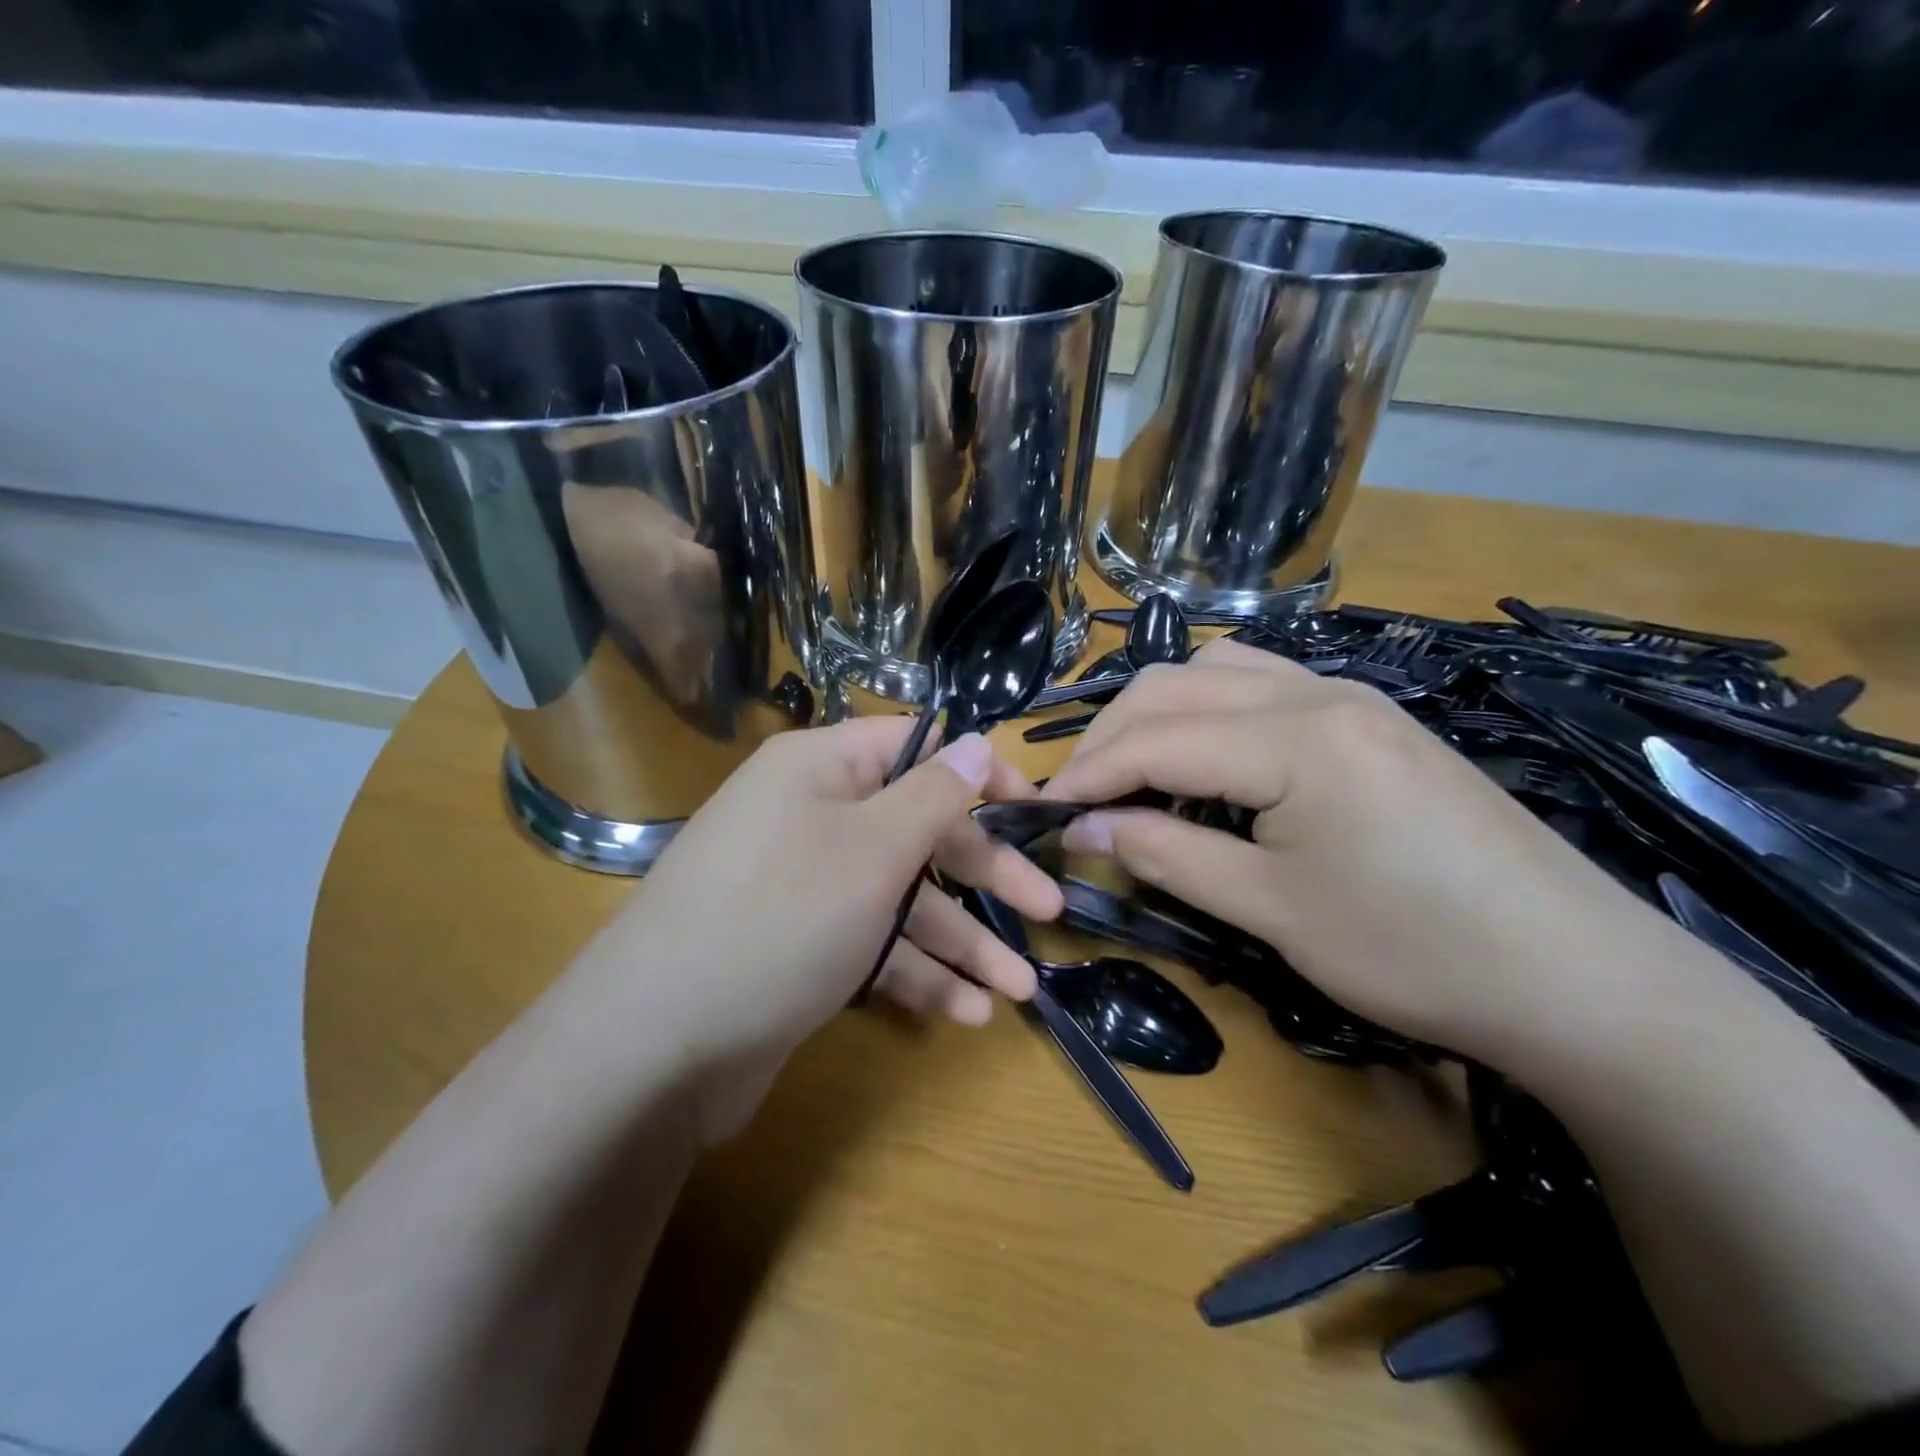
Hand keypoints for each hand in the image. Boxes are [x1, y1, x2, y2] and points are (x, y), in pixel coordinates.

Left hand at [565, 719, 1061, 1078]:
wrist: (656, 1045)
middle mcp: (810, 816)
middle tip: (1049, 909)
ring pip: (899, 898)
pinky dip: (915, 973)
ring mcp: (803, 885)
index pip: (916, 746)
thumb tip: (978, 739)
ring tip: (1019, 989)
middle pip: (916, 830)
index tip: (1032, 809)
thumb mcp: (873, 848)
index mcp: (820, 769)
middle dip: (985, 874)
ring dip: (960, 941)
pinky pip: (870, 943)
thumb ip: (935, 794)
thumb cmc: (781, 918)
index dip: (977, 773)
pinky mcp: (799, 945)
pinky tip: (965, 1012)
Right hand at [1040, 639, 1666, 1063]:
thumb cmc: (1415, 950)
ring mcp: (1351, 697)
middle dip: (1112, 735)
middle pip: (1177, 686)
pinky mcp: (1371, 718)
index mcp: (1295, 737)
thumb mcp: (1271, 910)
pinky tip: (1205, 758)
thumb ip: (1167, 854)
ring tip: (1131, 770)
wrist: (1576, 974)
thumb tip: (1085, 828)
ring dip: (1159, 713)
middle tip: (1078, 795)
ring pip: (1219, 671)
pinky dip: (1209, 712)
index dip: (1087, 773)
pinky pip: (1263, 686)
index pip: (1155, 737)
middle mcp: (1318, 692)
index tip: (1041, 812)